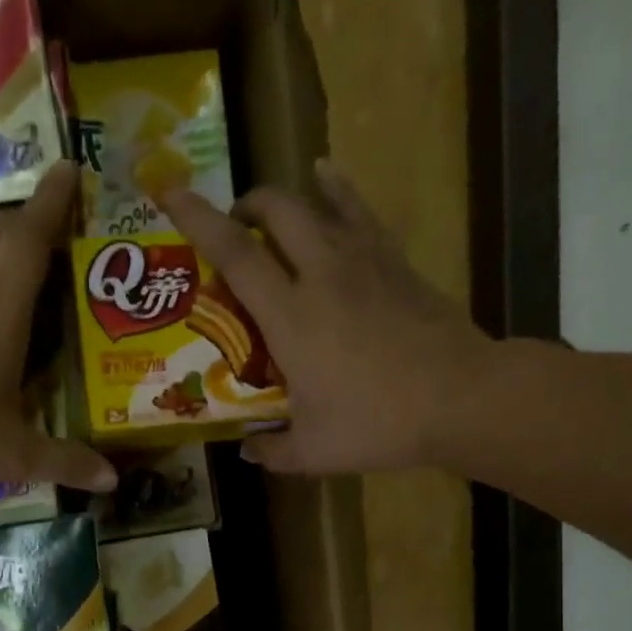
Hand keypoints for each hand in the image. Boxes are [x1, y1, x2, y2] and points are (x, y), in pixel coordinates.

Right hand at [160, 161, 485, 474]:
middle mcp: (321, 273)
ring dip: (285, 201)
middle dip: (244, 207)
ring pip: (316, 203)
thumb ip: (272, 450)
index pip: (234, 255)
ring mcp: (364, 260)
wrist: (461, 398)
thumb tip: (248, 449)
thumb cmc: (377, 423)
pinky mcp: (396, 261)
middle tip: (232, 232)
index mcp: (290, 316)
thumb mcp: (312, 451)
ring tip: (269, 215)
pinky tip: (328, 179)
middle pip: (275, 210)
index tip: (170, 192)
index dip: (198, 220)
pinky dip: (337, 192)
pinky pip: (359, 212)